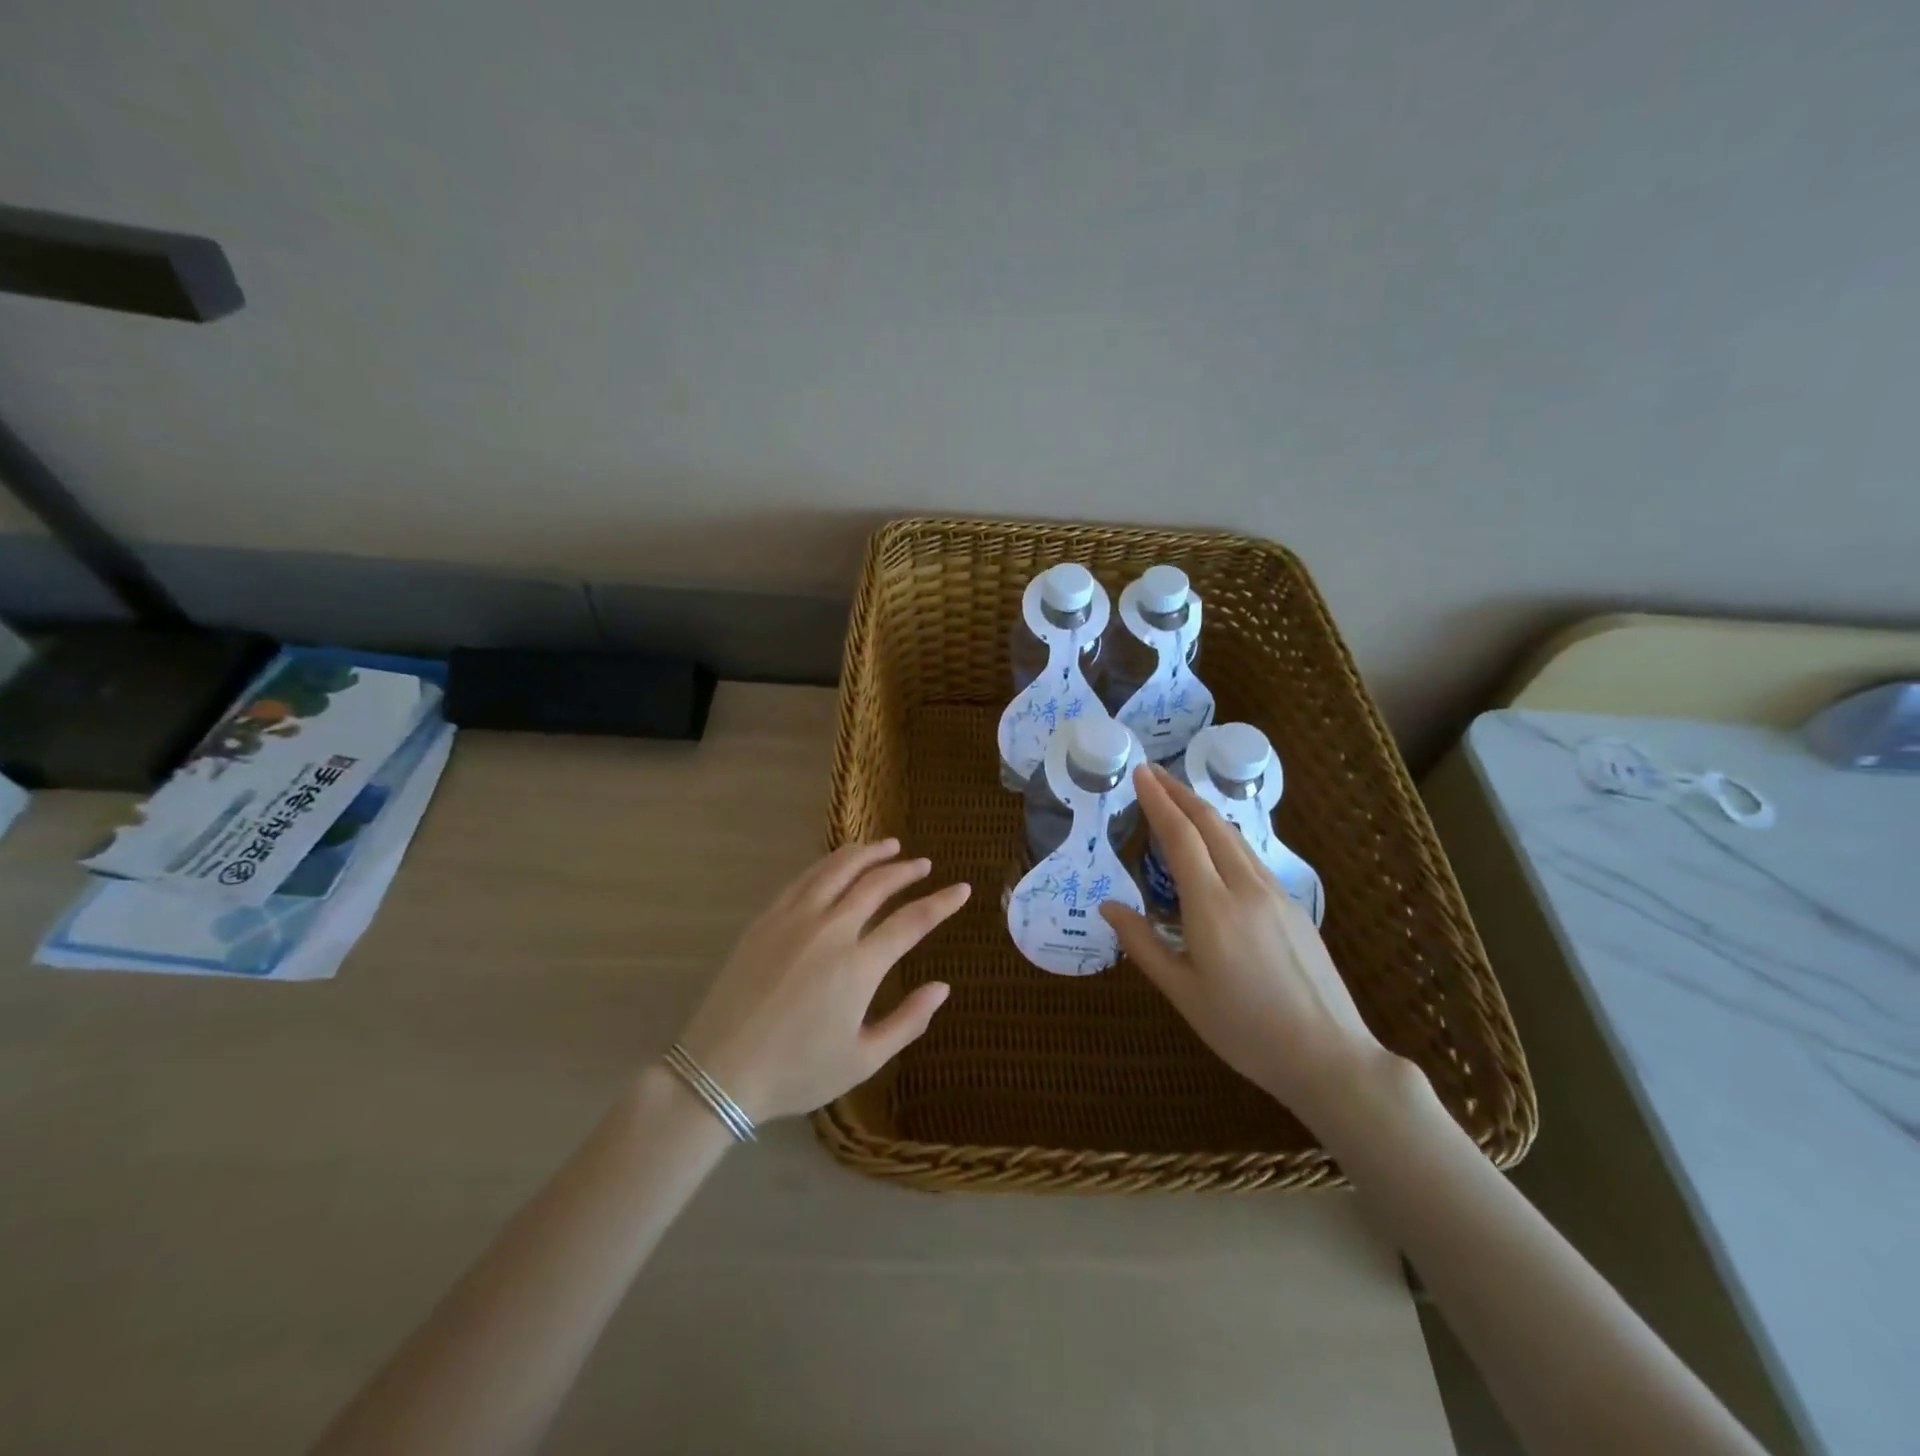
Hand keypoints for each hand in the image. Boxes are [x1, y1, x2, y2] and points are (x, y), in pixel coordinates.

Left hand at [677, 841, 970, 1122]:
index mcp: (859, 965)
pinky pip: (805, 878)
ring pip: (839, 869)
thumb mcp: (863, 1060)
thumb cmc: (797, 1071)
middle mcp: (831, 929)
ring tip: (890, 846)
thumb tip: (942, 987)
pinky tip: (840, 862)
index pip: (912, 921)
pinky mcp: (767, 918)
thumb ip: (908, 1021)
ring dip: (869, 854)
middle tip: (924, 865)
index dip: (941, 903)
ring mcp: (795, 918)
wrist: (721, 1070)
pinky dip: (830, 863)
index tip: (962, 890)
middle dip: (906, 870)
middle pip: (877, 884)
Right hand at [1100, 765, 1392, 1124]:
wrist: (1330, 1056)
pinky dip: (1223, 837)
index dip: (1158, 801)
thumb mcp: (1183, 993)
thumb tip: (1108, 906)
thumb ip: (1142, 944)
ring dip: (1202, 811)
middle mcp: (1246, 888)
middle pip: (1210, 824)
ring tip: (1177, 800)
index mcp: (1213, 907)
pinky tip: (1214, 847)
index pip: (1180, 837)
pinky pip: (1250, 857)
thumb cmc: (1245, 1030)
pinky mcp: (1293, 906)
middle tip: (1152, 773)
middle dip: (1179, 792)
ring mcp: (1275, 894)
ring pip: (1234, 837)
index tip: (1139, 773)